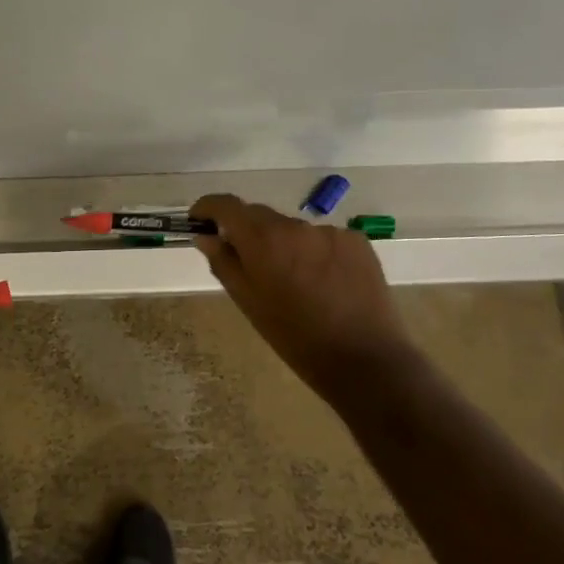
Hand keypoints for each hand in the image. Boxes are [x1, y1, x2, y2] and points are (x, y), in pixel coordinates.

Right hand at [191, 193, 410, 389]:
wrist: (364, 359)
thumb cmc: (294, 336)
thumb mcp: (248, 302)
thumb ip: (223, 262)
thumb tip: (205, 236)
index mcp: (263, 239)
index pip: (226, 205)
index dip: (208, 207)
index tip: (199, 220)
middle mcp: (295, 225)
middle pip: (260, 215)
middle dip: (246, 231)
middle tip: (246, 262)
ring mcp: (330, 231)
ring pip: (293, 230)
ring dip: (283, 244)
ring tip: (292, 281)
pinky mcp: (357, 241)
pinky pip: (323, 239)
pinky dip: (313, 252)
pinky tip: (323, 282)